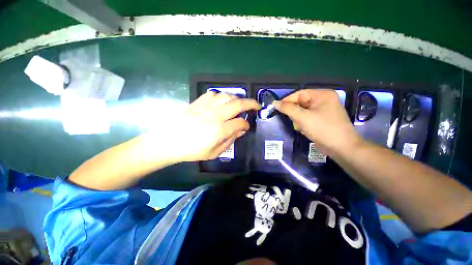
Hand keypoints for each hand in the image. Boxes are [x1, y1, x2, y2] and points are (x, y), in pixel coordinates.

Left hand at [174, 91, 259, 161]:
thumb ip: (230, 140)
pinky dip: (221, 96)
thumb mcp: (214, 152)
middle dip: (251, 104)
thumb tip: (241, 130)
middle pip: (238, 104)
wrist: (170, 141)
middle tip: (256, 105)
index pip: (240, 123)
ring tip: (239, 104)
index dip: (246, 124)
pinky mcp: (198, 102)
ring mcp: (206, 106)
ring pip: (227, 96)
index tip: (246, 126)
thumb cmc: (193, 150)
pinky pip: (213, 94)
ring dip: (237, 99)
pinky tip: (221, 102)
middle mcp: (216, 115)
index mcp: (220, 130)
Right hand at [273, 89, 360, 156]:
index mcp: (322, 95)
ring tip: (301, 127)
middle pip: (301, 103)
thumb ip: (287, 108)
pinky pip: (307, 117)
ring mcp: (324, 110)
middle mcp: (324, 100)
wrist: (341, 148)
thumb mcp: (302, 117)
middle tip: (293, 121)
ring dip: (298, 119)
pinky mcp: (322, 119)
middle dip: (295, 113)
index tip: (277, 108)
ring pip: (303, 111)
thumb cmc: (322, 129)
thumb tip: (275, 103)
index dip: (287, 101)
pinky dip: (303, 123)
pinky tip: (305, 130)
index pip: (299, 94)